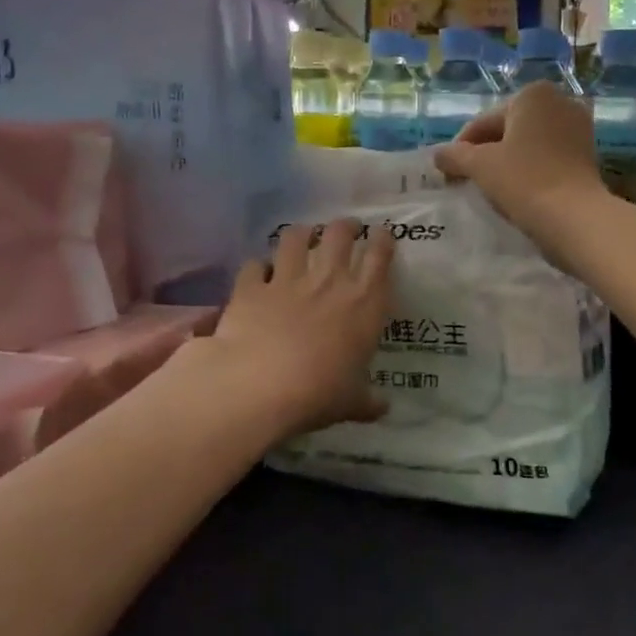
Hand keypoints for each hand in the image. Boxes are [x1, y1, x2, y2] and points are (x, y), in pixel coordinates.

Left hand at [205, 219, 395, 438]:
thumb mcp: (351, 402)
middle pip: (340, 235)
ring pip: (296, 238)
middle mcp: (329, 280)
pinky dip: (257, 267)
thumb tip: (383, 408)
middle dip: (345, 227)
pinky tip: (258, 272)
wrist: (260, 383)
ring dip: (302, 234)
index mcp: (364, 303)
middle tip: (347, 228)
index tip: (381, 234)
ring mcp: (288, 279)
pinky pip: (254, 266)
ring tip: (304, 235)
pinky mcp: (252, 287)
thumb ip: (367, 401)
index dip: (383, 240)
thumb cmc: (319, 393)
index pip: (380, 257)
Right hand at [433, 84, 607, 255]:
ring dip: (507, 162)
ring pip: (528, 144)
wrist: (574, 217)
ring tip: (490, 188)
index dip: (461, 149)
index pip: (483, 122)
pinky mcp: (588, 154)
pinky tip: (517, 191)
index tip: (448, 173)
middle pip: (507, 130)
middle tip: (466, 181)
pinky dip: (529, 170)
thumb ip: (454, 156)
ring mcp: (578, 128)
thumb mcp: (480, 166)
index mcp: (533, 95)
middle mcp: (560, 102)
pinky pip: (547, 157)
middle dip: (485, 153)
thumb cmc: (524, 181)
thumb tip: (438, 155)